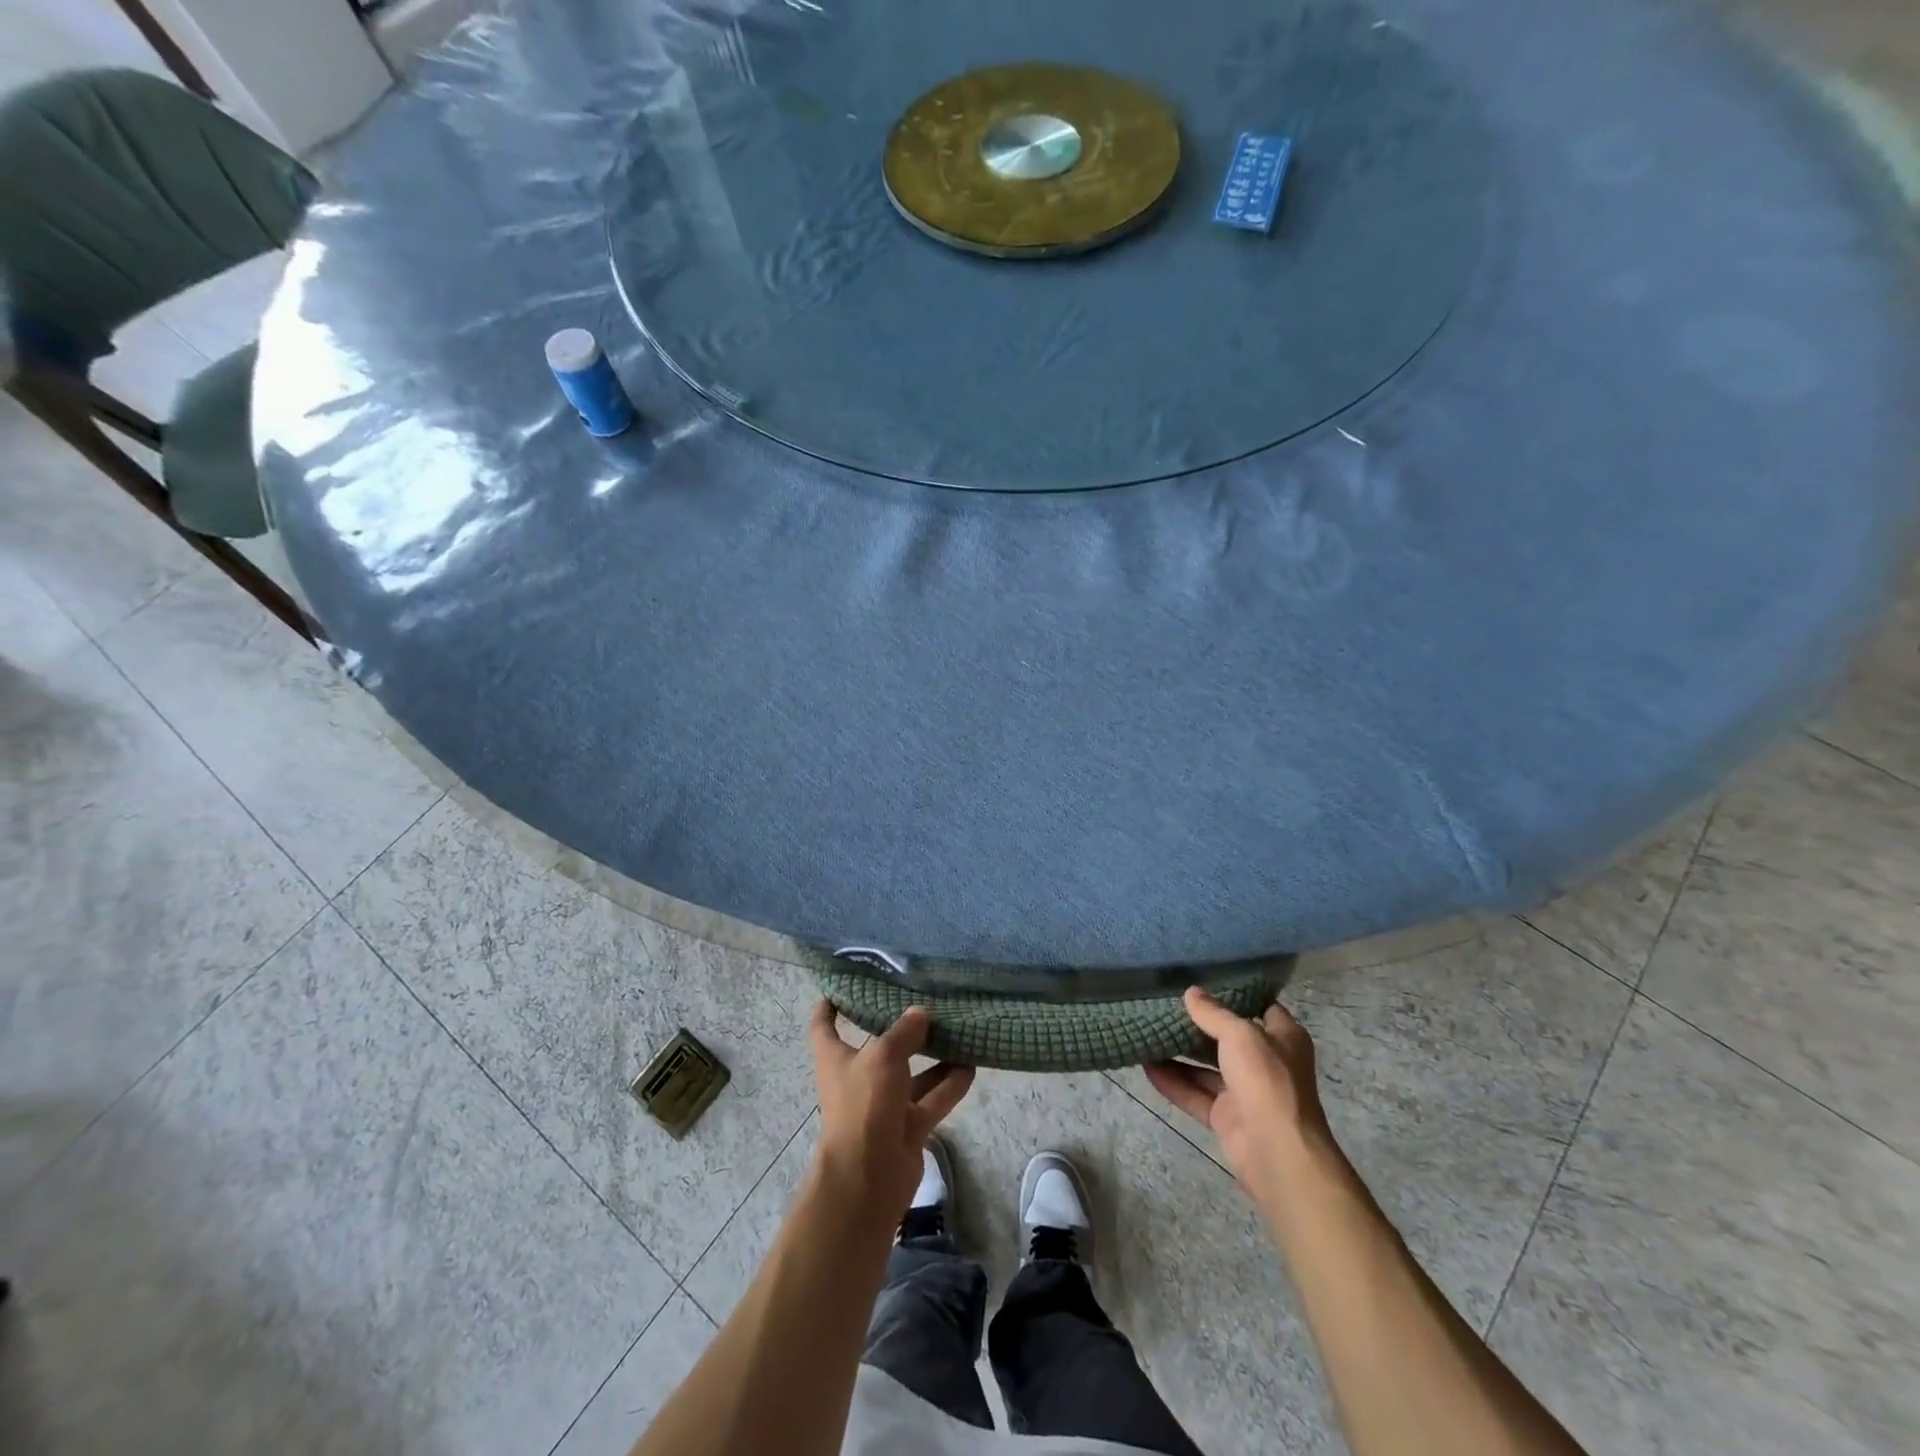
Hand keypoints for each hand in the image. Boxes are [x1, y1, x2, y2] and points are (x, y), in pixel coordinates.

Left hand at [808, 1002, 974, 1221]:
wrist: (869, 1178)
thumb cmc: (864, 1105)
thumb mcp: (883, 1056)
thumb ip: (904, 1032)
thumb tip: (920, 1013)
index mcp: (835, 1058)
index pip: (825, 1025)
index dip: (830, 1005)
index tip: (843, 986)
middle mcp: (857, 1079)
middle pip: (878, 1047)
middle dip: (900, 1029)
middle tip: (925, 1003)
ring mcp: (883, 1105)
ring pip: (911, 1075)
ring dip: (933, 1057)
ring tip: (959, 1032)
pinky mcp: (907, 1127)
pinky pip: (931, 1100)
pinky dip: (949, 1085)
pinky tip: (972, 1066)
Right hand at [1146, 987, 1335, 1207]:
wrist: (1277, 1152)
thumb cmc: (1266, 1080)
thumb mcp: (1240, 1035)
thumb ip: (1213, 1013)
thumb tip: (1191, 992)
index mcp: (1282, 1039)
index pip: (1261, 1008)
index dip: (1235, 996)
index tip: (1204, 982)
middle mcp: (1266, 1063)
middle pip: (1228, 1038)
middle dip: (1198, 1025)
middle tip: (1165, 1005)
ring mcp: (1245, 1092)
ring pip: (1207, 1068)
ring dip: (1180, 1054)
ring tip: (1149, 1033)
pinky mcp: (1226, 1117)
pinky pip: (1195, 1094)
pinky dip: (1173, 1082)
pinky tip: (1146, 1067)